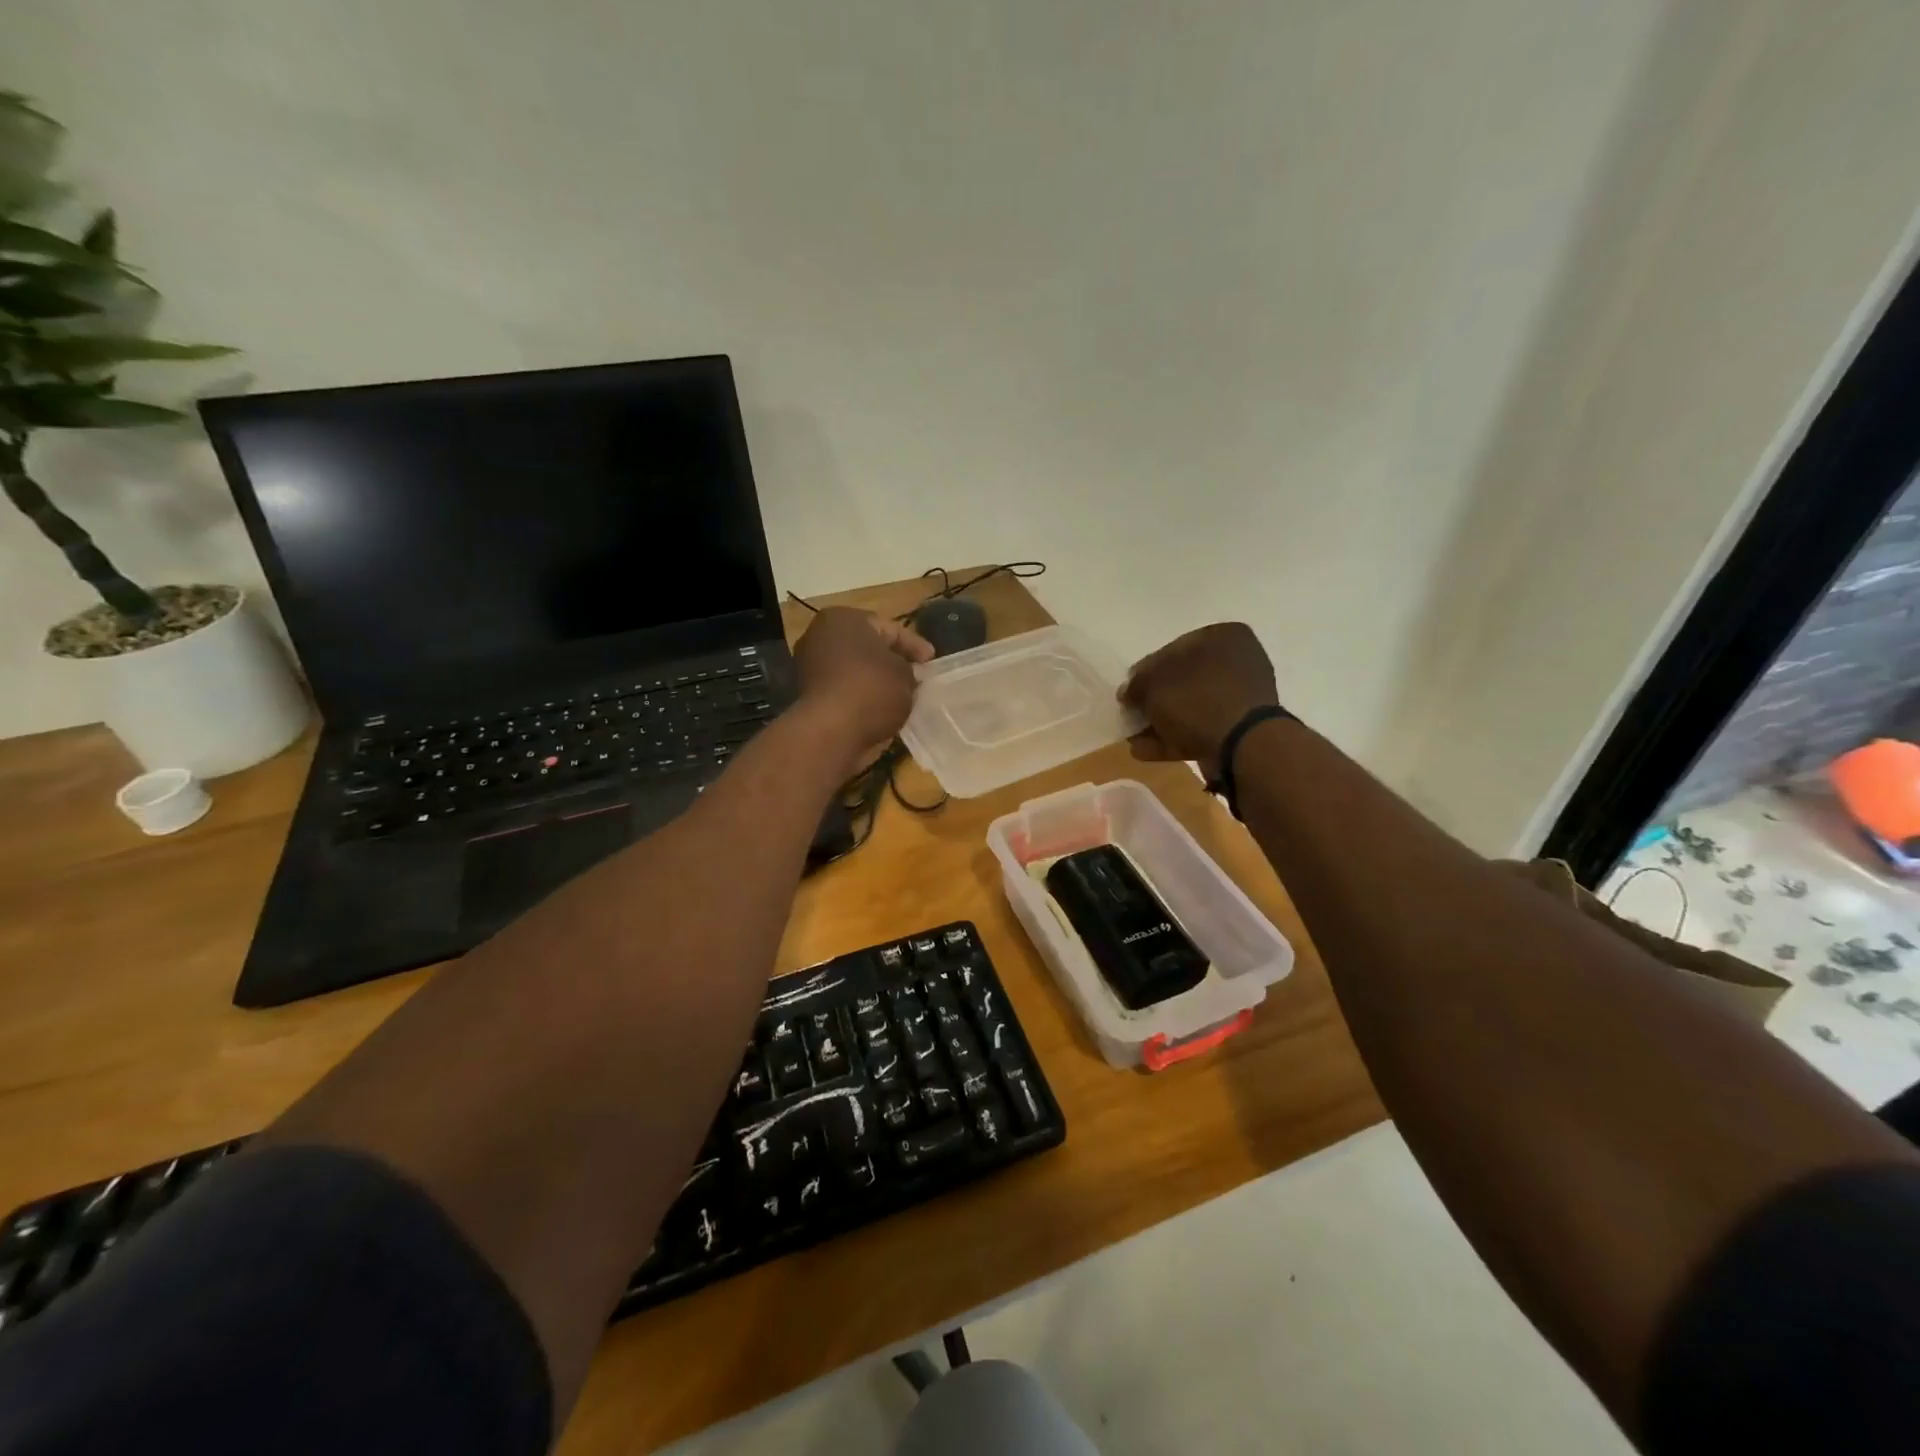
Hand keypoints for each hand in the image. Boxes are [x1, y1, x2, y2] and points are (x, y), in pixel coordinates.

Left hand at [793, 607, 934, 761]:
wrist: (831, 732)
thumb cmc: (872, 689)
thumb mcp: (905, 674)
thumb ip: (908, 669)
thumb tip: (904, 675)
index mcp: (843, 619)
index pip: (890, 628)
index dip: (915, 645)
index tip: (931, 661)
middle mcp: (820, 636)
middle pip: (868, 647)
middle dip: (893, 662)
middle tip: (917, 676)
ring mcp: (810, 667)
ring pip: (855, 670)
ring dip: (877, 682)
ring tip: (902, 697)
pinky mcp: (808, 696)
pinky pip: (844, 691)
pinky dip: (862, 698)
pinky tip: (882, 711)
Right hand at [1120, 622, 1279, 775]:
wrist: (1242, 745)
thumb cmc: (1197, 699)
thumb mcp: (1153, 684)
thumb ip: (1137, 684)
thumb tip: (1129, 692)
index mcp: (1223, 637)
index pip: (1173, 649)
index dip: (1145, 672)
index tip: (1129, 692)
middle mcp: (1238, 661)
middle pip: (1183, 680)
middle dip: (1154, 700)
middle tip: (1132, 715)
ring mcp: (1242, 698)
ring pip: (1191, 707)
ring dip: (1161, 722)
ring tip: (1133, 739)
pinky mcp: (1241, 729)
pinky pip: (1201, 728)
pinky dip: (1174, 738)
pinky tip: (1145, 751)